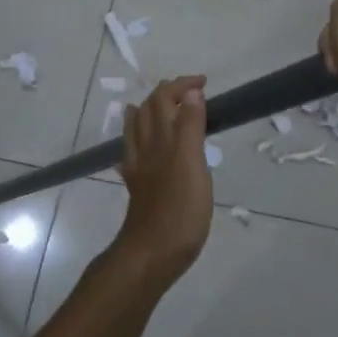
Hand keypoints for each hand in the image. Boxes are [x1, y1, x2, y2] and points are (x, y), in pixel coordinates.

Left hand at [114, 76, 212, 284]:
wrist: (152, 254)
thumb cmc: (179, 209)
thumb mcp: (192, 163)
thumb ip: (190, 126)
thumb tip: (192, 92)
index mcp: (161, 139)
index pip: (164, 99)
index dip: (182, 86)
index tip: (204, 83)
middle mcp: (145, 148)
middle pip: (147, 110)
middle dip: (164, 94)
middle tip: (188, 91)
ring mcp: (139, 169)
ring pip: (137, 130)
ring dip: (147, 111)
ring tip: (158, 106)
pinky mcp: (139, 188)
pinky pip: (133, 154)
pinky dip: (139, 140)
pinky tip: (142, 147)